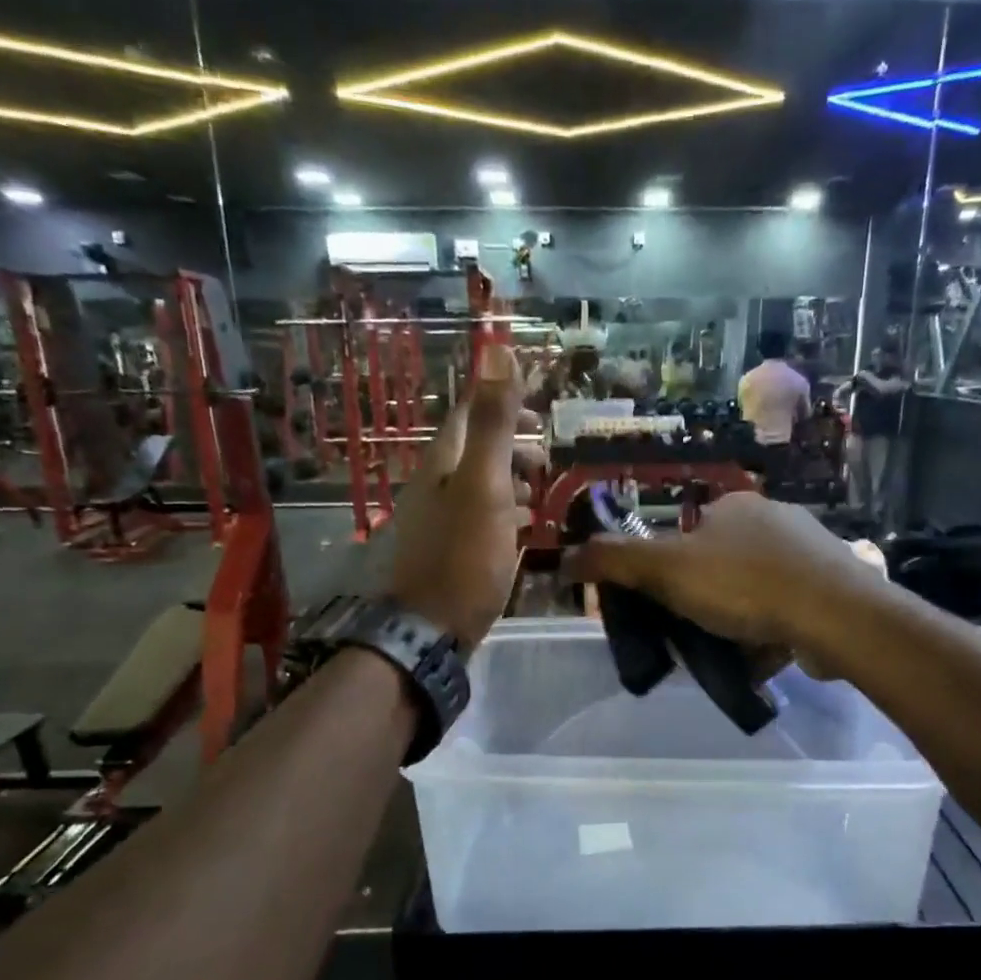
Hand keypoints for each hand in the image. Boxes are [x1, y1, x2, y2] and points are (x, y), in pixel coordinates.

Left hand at [387, 348, 538, 649]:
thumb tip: (496, 350)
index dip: (503, 404)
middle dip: (513, 445)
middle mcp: (435, 485)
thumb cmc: (464, 556)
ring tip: (542, 491)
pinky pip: (480, 517)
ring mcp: (440, 520)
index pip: (470, 415)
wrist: (433, 629)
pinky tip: (523, 527)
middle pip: (475, 450)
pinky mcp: (450, 551)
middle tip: (547, 456)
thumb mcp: (485, 484)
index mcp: (442, 463)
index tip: (541, 414)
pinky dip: (504, 512)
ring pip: (479, 485)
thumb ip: (493, 423)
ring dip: (511, 480)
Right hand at [561, 493, 877, 667]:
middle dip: (703, 600)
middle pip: (720, 564)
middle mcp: (774, 519)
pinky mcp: (832, 586)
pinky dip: (769, 631)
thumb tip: (565, 557)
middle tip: (692, 634)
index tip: (662, 607)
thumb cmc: (744, 584)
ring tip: (726, 652)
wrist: (835, 614)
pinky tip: (761, 656)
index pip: (686, 535)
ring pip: (754, 589)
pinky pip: (786, 609)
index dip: (667, 571)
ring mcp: (808, 552)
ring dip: (737, 619)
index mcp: (734, 505)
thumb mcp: (666, 570)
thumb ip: (614, 561)